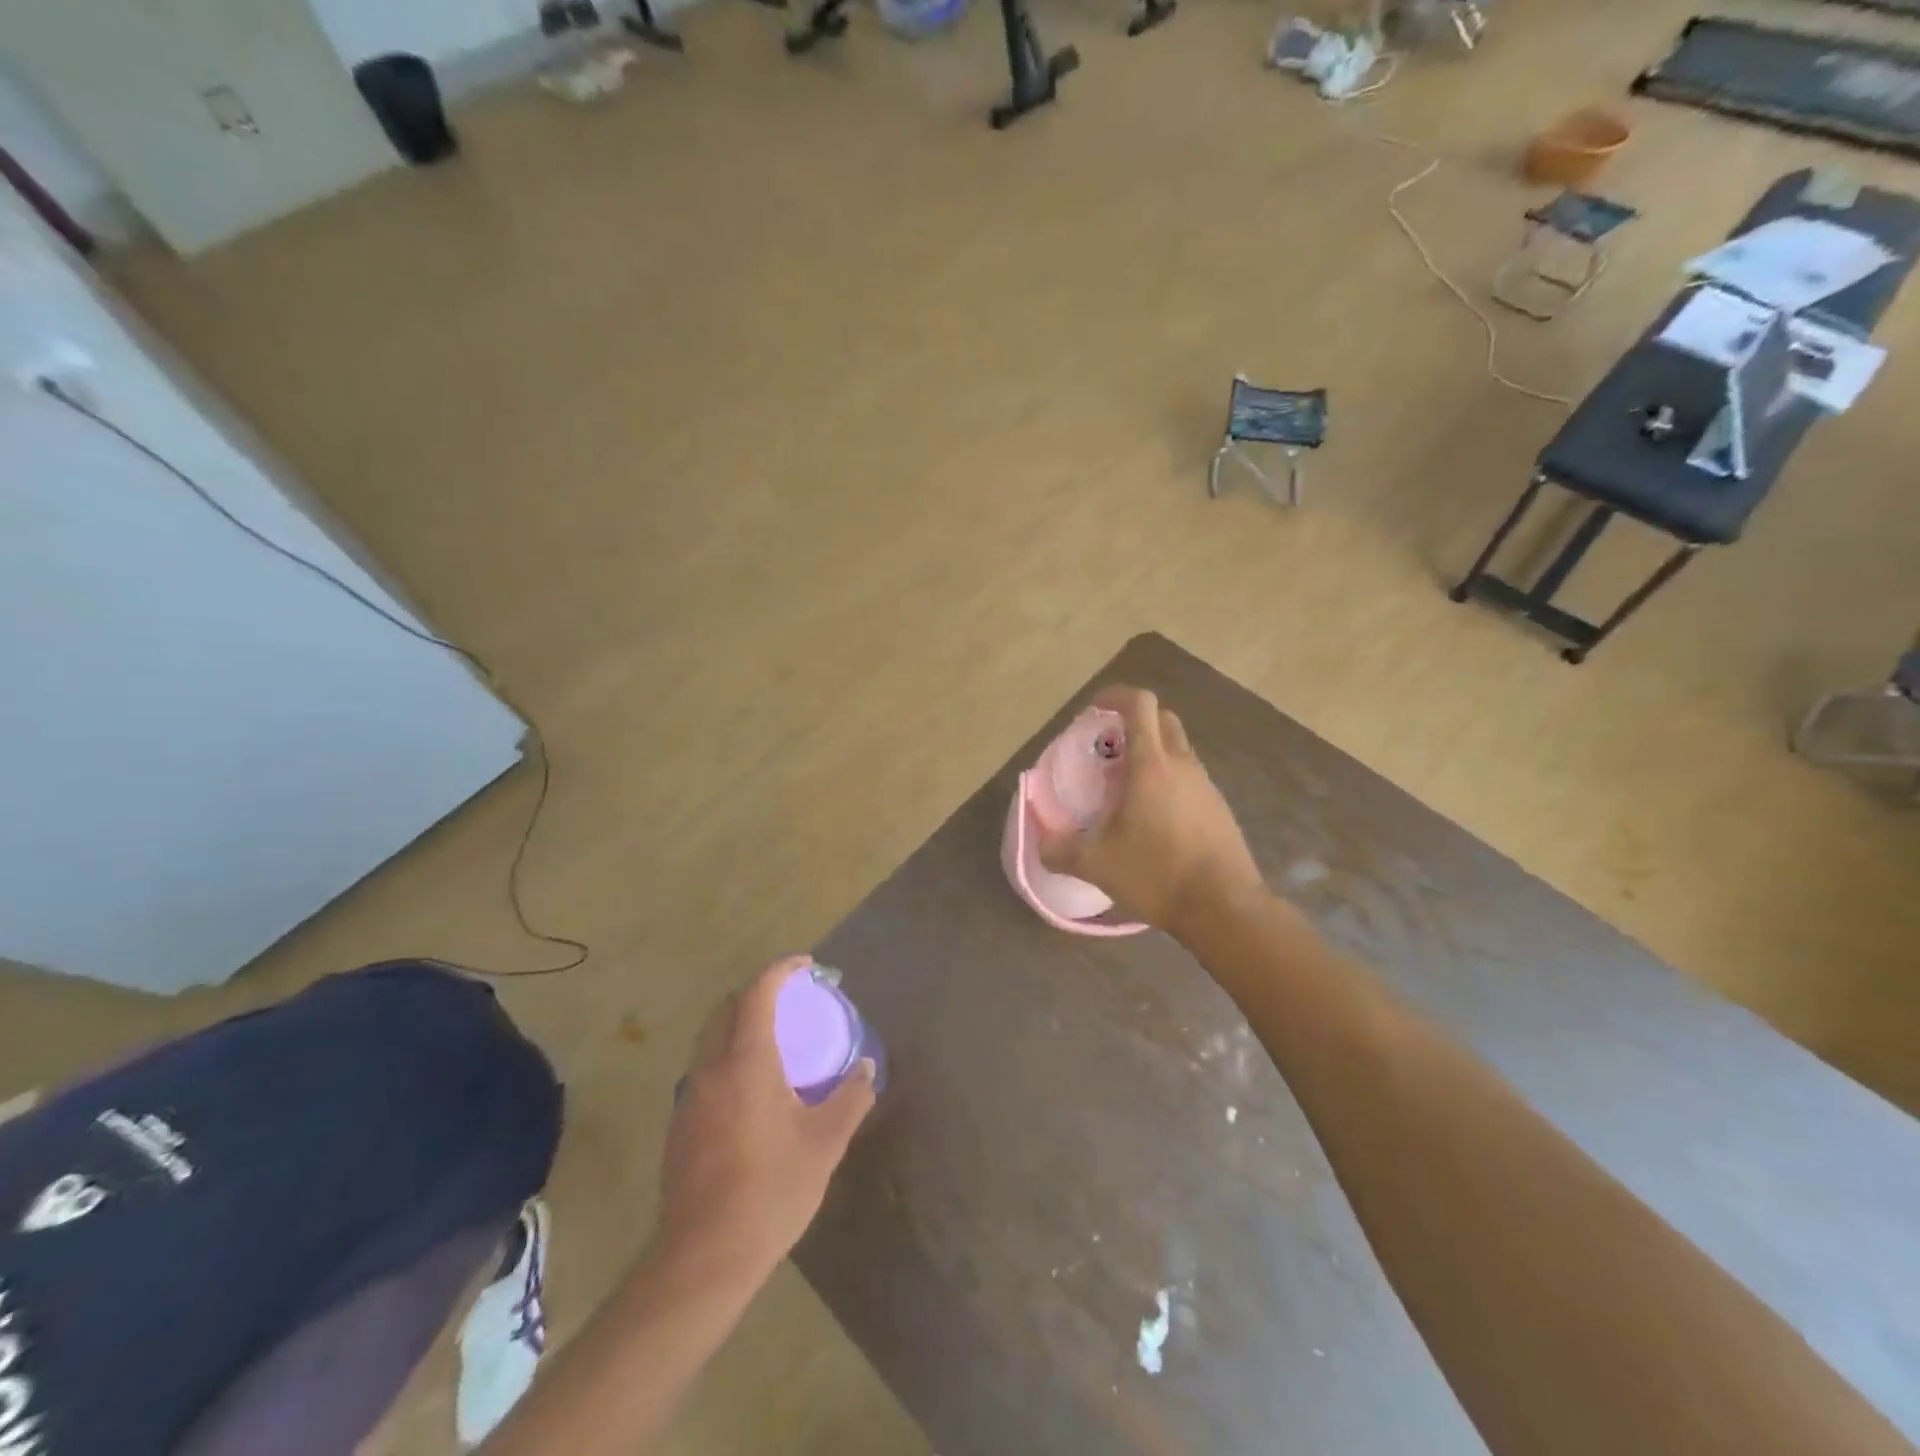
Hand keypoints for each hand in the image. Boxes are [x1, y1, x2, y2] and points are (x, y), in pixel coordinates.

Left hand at [656, 957, 876, 1281]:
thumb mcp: (824, 1143)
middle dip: (759, 991)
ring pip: (711, 1037)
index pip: (758, 992)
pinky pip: (705, 1067)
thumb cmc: (770, 1191)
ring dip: (741, 1023)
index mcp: (746, 1062)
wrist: (703, 1258)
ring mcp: (690, 1096)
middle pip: (728, 1007)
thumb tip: (867, 1069)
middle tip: (792, 999)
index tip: (808, 966)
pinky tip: (752, 1088)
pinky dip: (729, 1054)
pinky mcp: (681, 1123)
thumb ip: (850, 1098)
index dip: (782, 969)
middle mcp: (711, 1068)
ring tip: (775, 1039)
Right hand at [1036, 686, 1264, 939]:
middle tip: (1108, 748)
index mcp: (1152, 765)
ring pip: (1178, 750)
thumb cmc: (1157, 873)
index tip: (1094, 709)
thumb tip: (1042, 843)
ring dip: (1152, 754)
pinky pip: (1189, 779)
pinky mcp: (1219, 809)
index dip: (1115, 696)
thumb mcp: (1096, 864)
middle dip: (1134, 722)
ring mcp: (1206, 786)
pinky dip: (1168, 781)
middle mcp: (1183, 765)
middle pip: (1163, 720)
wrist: (1224, 908)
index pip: (1140, 704)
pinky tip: (1152, 819)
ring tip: (1125, 788)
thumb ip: (1060, 850)